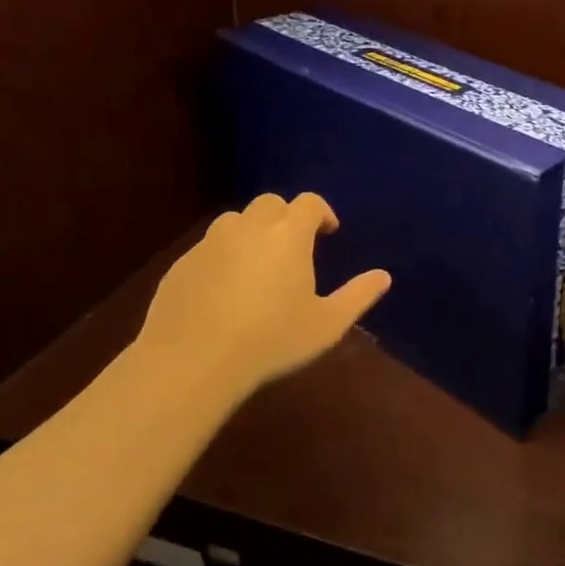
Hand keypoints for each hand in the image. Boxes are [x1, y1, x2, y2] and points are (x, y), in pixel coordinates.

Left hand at [134, 193, 390, 400]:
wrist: (192, 362)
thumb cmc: (271, 340)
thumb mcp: (327, 324)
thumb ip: (358, 296)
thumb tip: (383, 276)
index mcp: (288, 235)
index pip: (308, 203)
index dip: (321, 212)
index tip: (328, 232)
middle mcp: (248, 228)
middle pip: (270, 203)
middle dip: (286, 217)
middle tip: (294, 247)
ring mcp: (210, 244)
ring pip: (235, 221)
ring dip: (252, 232)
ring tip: (258, 264)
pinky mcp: (181, 264)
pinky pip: (208, 248)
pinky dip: (222, 257)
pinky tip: (225, 290)